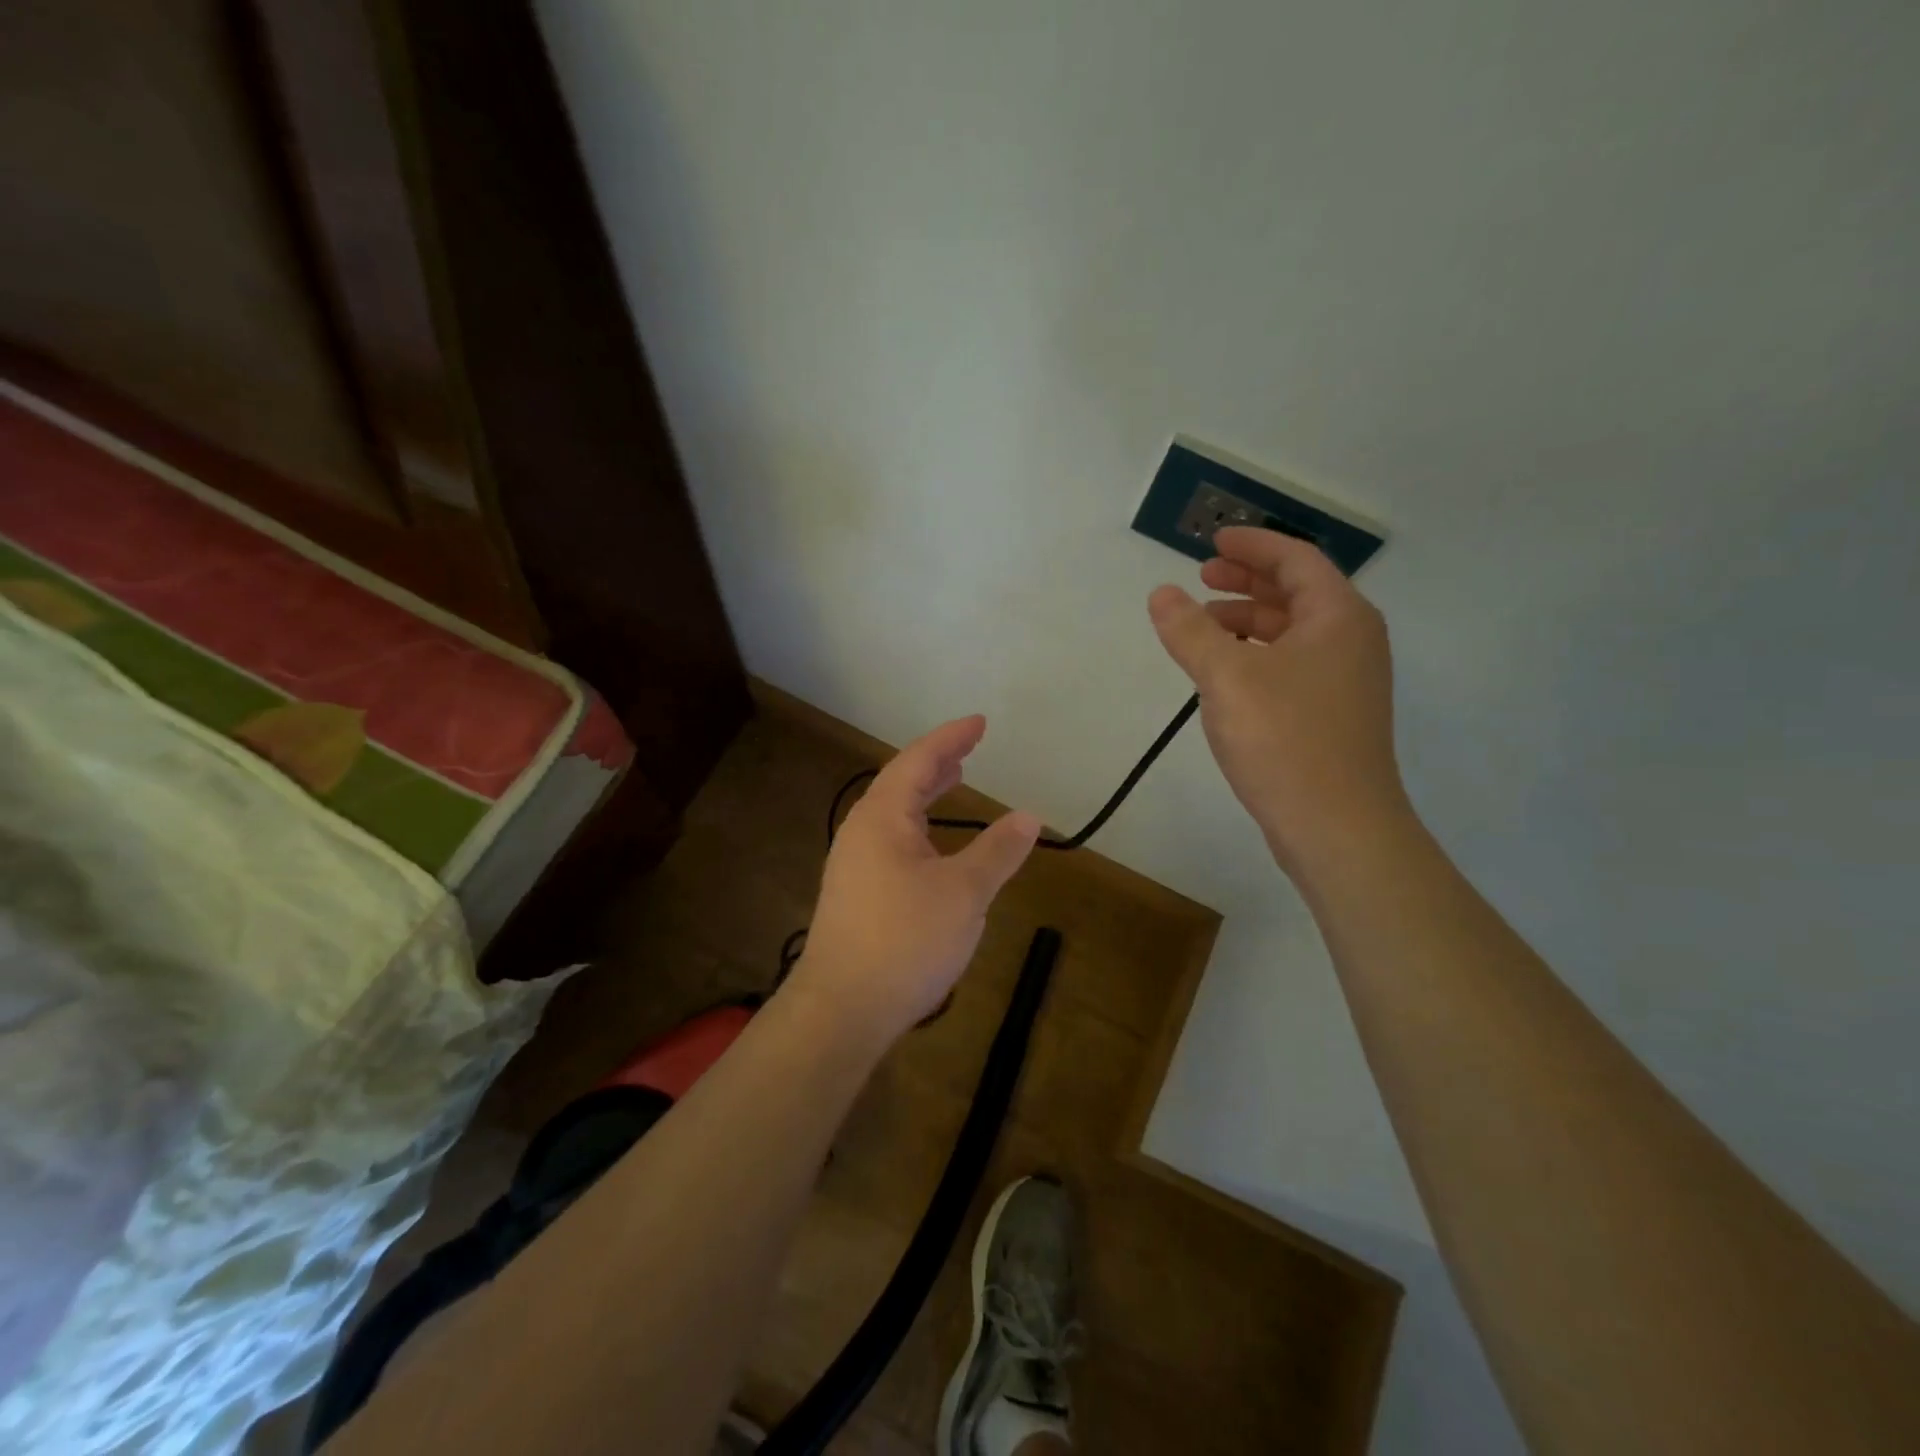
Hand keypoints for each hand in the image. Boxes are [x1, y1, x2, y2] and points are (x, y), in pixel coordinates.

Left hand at [794, 717, 1040, 1043]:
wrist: (842, 1010)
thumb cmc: (905, 940)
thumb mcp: (964, 893)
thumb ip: (998, 851)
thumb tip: (1029, 816)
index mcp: (882, 817)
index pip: (919, 761)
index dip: (951, 738)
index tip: (980, 723)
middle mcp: (861, 832)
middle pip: (901, 783)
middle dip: (937, 763)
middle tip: (968, 749)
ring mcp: (853, 864)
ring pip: (894, 815)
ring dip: (925, 795)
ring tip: (954, 782)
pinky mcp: (855, 895)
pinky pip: (891, 841)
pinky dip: (918, 827)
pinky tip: (934, 847)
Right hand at [1149, 527, 1411, 876]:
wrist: (1337, 826)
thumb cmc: (1286, 739)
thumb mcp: (1227, 677)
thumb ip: (1190, 631)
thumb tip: (1162, 593)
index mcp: (1338, 617)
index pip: (1296, 560)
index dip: (1252, 546)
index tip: (1212, 542)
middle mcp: (1351, 641)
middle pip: (1296, 593)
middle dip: (1247, 582)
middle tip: (1202, 577)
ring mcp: (1345, 681)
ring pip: (1292, 633)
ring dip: (1247, 621)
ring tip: (1202, 628)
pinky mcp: (1332, 716)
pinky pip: (1291, 665)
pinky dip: (1256, 655)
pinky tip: (1225, 674)